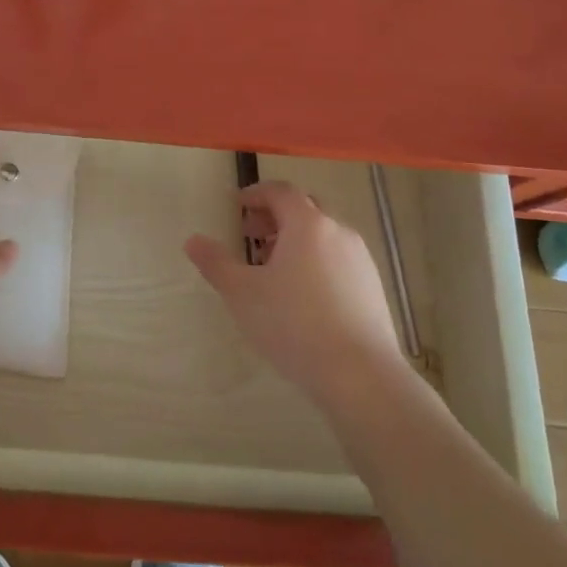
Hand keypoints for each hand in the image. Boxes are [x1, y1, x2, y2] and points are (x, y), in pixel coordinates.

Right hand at [186, 180, 417, 416]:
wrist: (361, 375)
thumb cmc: (294, 324)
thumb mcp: (242, 294)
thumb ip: (216, 263)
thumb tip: (193, 240)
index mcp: (307, 224)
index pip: (280, 191)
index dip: (257, 193)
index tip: (238, 206)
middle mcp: (338, 231)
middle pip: (305, 208)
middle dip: (276, 216)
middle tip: (252, 235)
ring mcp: (360, 259)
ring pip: (323, 235)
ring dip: (296, 241)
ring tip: (274, 270)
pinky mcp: (373, 287)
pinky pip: (338, 259)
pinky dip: (317, 261)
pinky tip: (303, 295)